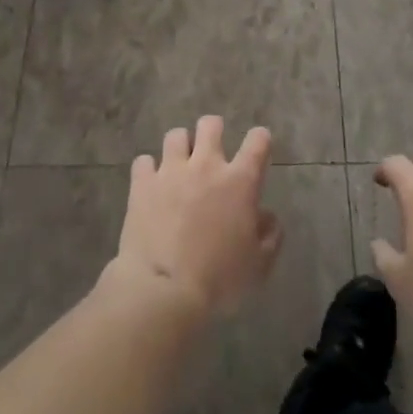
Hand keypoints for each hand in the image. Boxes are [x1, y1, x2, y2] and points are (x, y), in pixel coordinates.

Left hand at [110, 116, 282, 317]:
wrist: (164, 288)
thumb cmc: (219, 278)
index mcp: (240, 181)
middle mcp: (206, 165)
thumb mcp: (258, 264)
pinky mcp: (142, 183)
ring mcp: (171, 171)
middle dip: (213, 131)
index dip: (260, 139)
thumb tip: (267, 217)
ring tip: (179, 165)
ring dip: (180, 147)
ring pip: (175, 135)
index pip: (257, 141)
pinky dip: (148, 170)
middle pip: (210, 125)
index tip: (258, 146)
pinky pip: (144, 161)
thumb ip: (270, 235)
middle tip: (212, 150)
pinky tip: (150, 184)